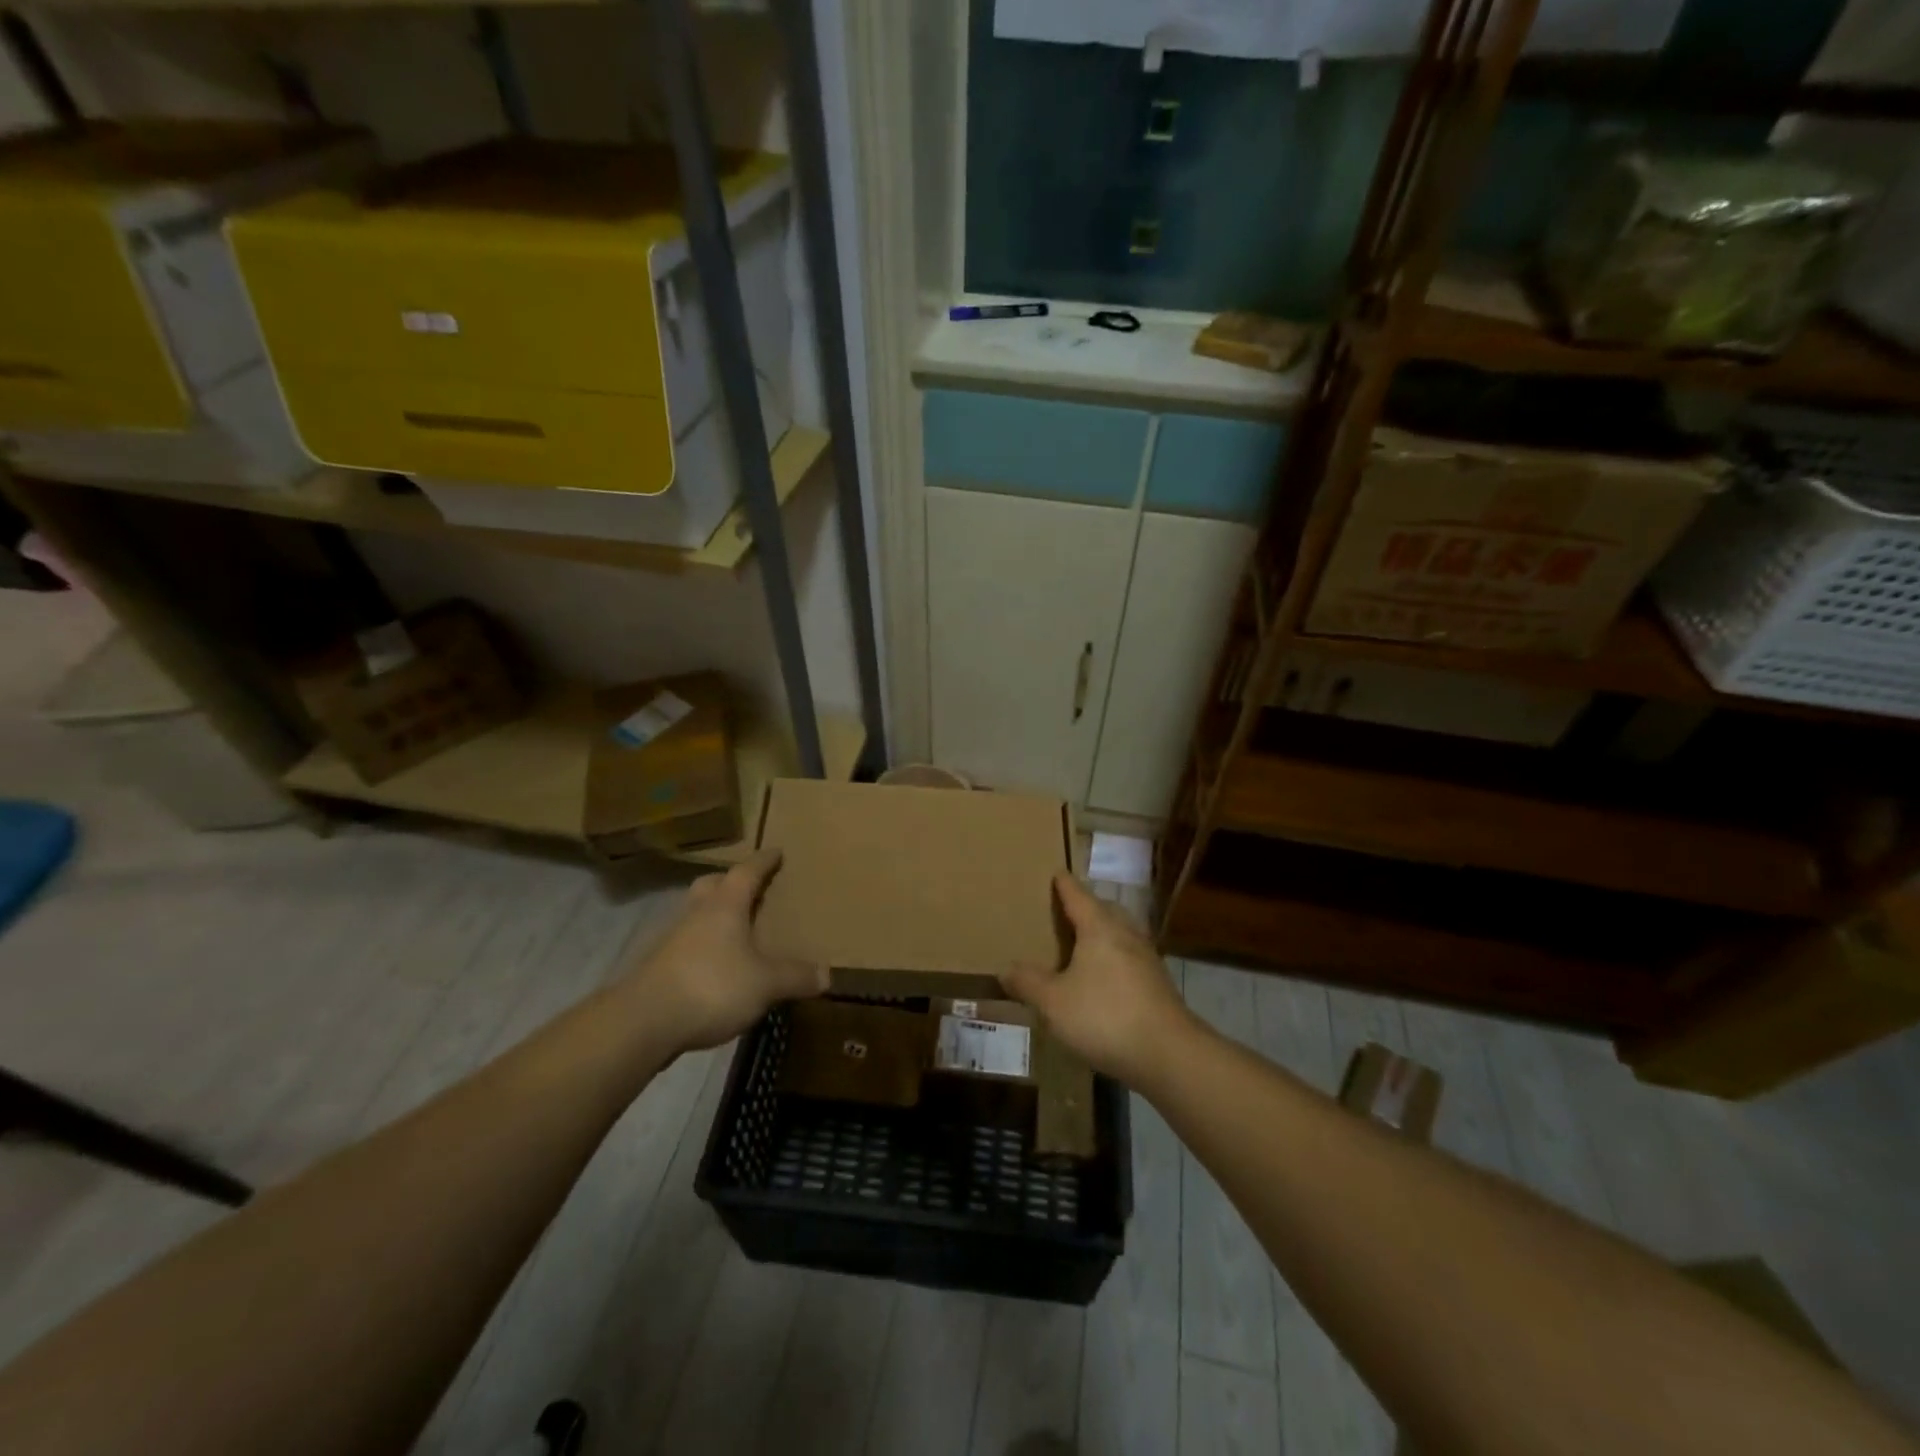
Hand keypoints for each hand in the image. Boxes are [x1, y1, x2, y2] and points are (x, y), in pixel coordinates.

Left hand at [638, 849, 827, 1053]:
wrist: (643, 1022)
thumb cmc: (711, 986)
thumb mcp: (765, 983)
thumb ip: (796, 976)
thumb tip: (828, 975)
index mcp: (725, 906)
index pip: (747, 872)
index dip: (764, 861)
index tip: (777, 851)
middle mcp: (696, 913)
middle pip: (712, 885)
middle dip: (730, 882)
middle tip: (749, 888)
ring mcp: (671, 939)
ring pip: (695, 914)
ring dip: (713, 915)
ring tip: (735, 929)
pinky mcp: (657, 967)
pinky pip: (685, 944)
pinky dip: (702, 947)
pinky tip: (715, 966)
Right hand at [1001, 872, 1196, 1087]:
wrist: (1169, 1054)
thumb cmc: (1105, 1016)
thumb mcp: (1054, 1003)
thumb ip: (1028, 983)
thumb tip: (1005, 969)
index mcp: (1099, 928)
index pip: (1078, 896)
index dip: (1064, 885)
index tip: (1057, 872)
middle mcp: (1126, 934)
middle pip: (1105, 910)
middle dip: (1087, 907)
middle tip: (1067, 910)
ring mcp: (1147, 959)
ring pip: (1121, 934)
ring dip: (1103, 933)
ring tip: (1084, 944)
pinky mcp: (1158, 984)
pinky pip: (1130, 959)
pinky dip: (1114, 959)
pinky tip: (1104, 980)